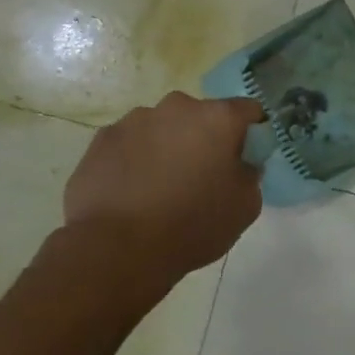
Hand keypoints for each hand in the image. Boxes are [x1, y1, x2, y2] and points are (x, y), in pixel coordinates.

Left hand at [64, 93, 265, 280]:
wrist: (119, 247)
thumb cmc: (194, 224)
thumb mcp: (246, 206)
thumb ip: (249, 174)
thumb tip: (239, 164)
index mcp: (218, 118)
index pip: (249, 110)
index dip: (253, 133)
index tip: (248, 158)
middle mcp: (177, 107)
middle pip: (202, 116)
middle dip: (207, 139)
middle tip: (204, 176)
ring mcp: (134, 120)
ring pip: (164, 128)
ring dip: (170, 147)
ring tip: (163, 187)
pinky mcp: (101, 139)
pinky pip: (132, 143)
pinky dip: (138, 159)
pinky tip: (135, 192)